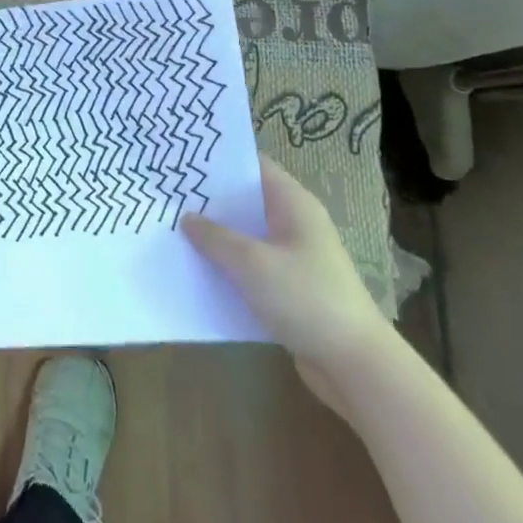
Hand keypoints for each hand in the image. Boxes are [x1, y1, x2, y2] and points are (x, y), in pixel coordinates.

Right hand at [182, 157, 391, 414]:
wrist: (355, 365)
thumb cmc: (306, 298)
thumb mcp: (251, 263)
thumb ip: (215, 237)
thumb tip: (186, 217)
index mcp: (292, 203)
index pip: (252, 164)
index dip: (219, 159)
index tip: (181, 157)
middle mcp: (294, 222)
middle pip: (246, 199)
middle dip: (209, 198)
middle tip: (167, 193)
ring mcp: (293, 256)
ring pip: (246, 234)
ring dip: (216, 235)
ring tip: (172, 228)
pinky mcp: (289, 287)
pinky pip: (251, 265)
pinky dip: (228, 264)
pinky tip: (197, 269)